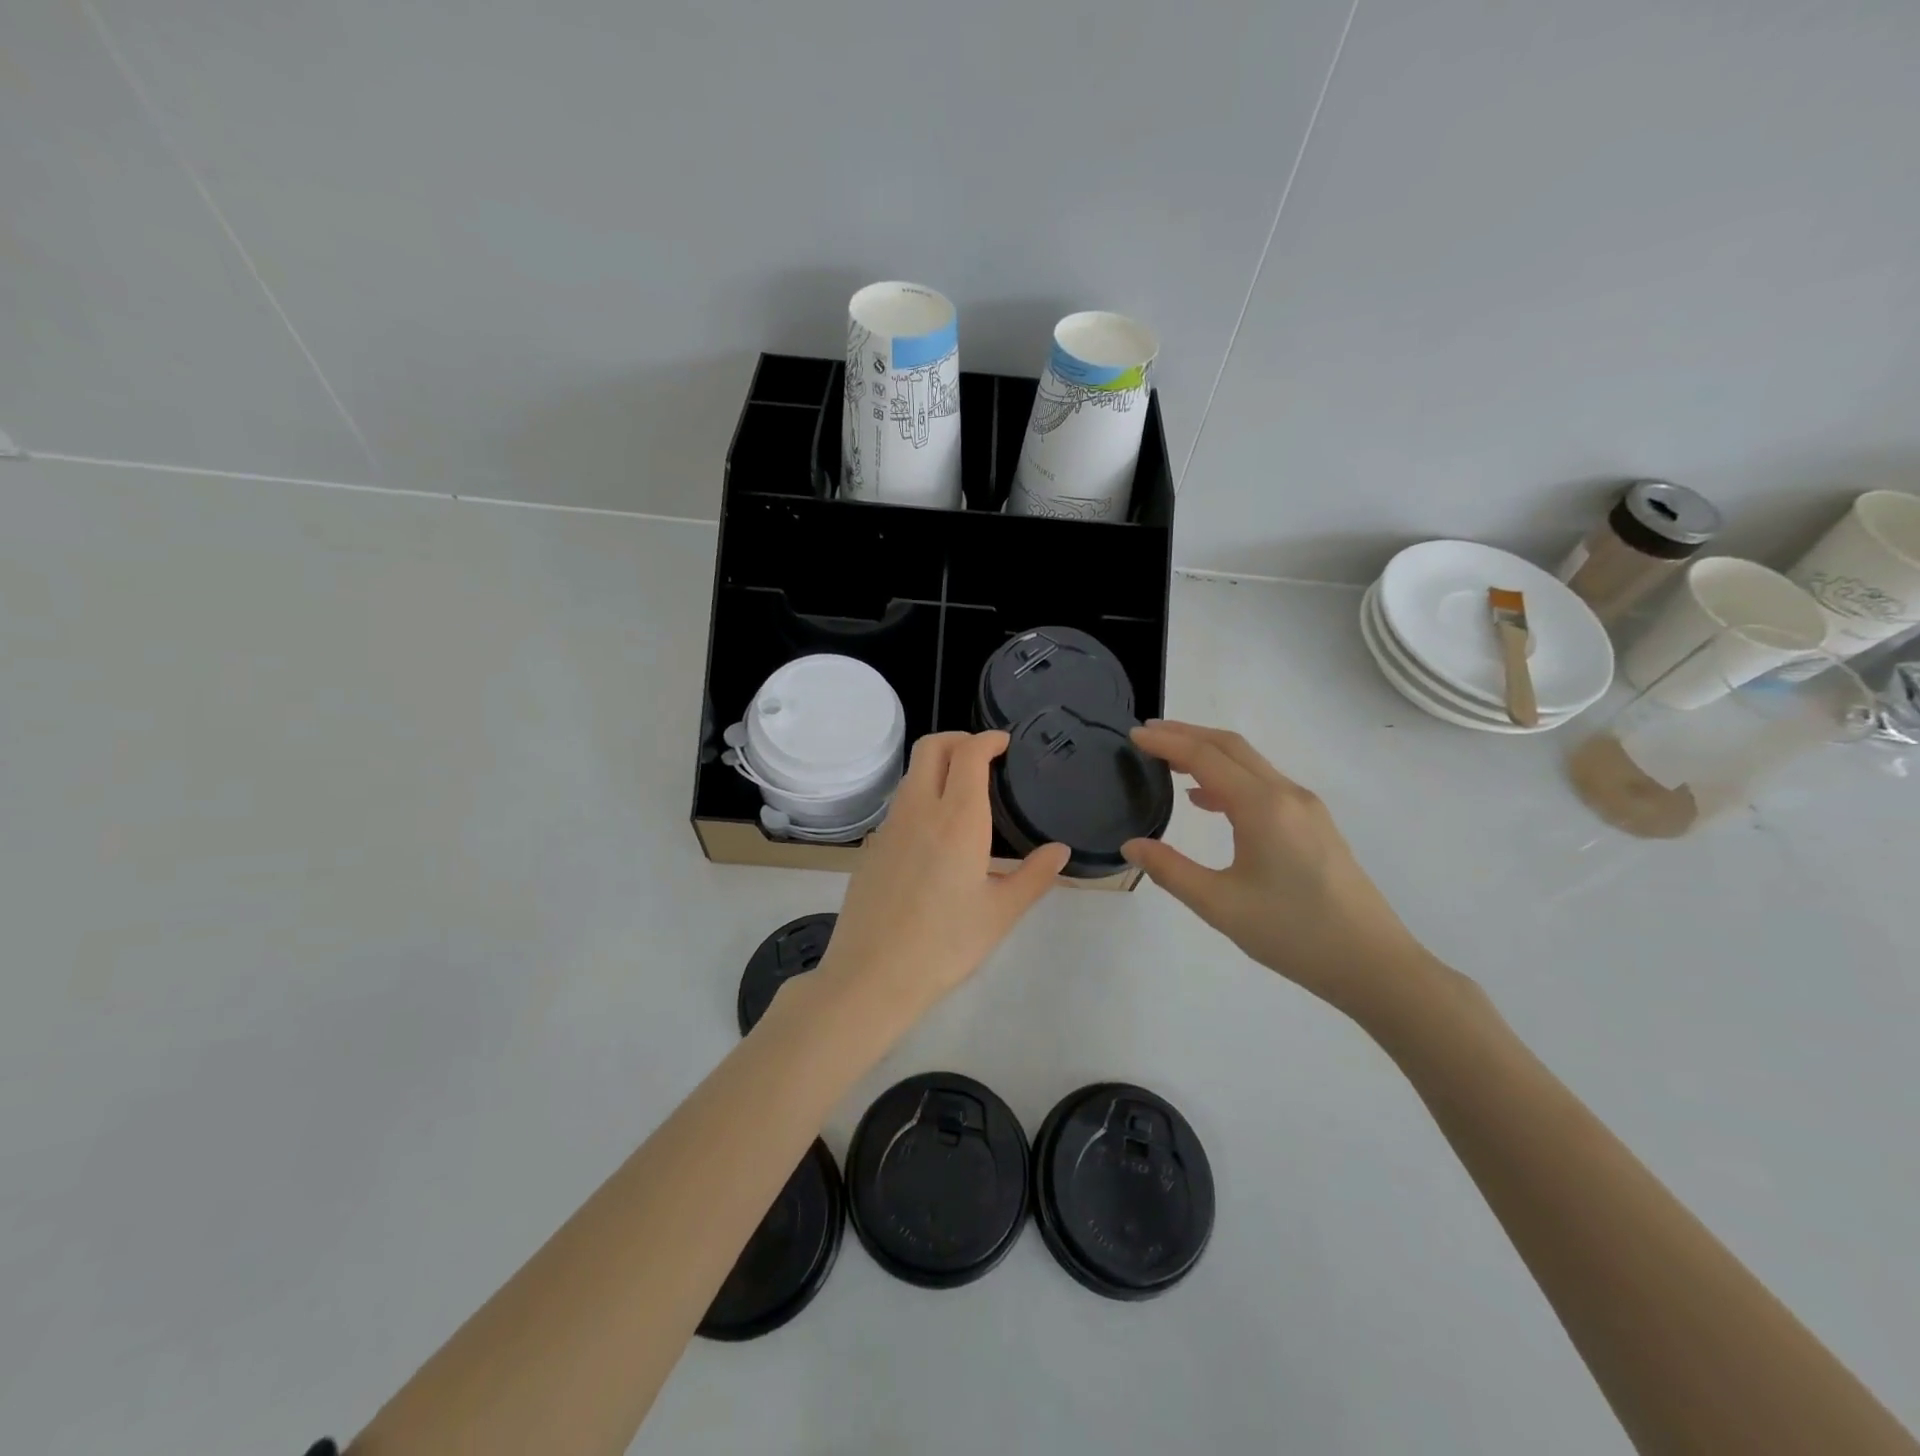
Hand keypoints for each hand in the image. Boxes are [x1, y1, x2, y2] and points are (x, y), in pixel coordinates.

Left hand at [811, 731, 1069, 1031]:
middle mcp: (919, 810)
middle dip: (958, 738)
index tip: (1004, 742)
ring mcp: (889, 826)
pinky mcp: (872, 845)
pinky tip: (936, 833)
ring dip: (937, 766)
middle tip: (983, 755)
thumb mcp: (1001, 913)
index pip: (969, 753)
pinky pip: (900, 804)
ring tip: (963, 792)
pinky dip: (921, 796)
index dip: (987, 738)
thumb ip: (1035, 876)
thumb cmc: (946, 944)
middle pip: (931, 747)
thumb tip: (1061, 851)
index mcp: (958, 820)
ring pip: (912, 774)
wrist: (873, 975)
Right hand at [1121, 721, 1431, 1012]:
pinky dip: (1229, 777)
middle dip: (1186, 734)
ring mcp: (1305, 808)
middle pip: (1231, 747)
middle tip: (1146, 734)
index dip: (1166, 742)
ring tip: (1169, 761)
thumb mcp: (1220, 905)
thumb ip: (1170, 870)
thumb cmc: (1293, 933)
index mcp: (1262, 807)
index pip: (1205, 758)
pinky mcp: (1314, 824)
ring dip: (1209, 753)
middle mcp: (1286, 794)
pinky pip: (1264, 783)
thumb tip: (1131, 845)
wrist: (1373, 964)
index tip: (1132, 735)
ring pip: (1250, 763)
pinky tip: (1207, 799)